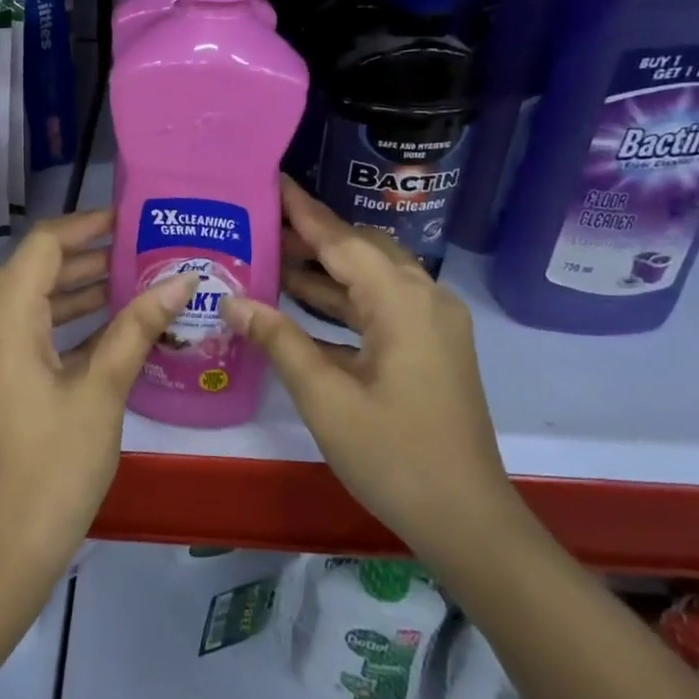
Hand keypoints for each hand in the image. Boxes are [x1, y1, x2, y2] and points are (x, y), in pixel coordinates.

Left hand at [0, 210, 193, 577]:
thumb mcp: (103, 390)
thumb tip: (180, 280)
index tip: (129, 221)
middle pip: (34, 270)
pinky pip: (26, 334)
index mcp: (3, 320)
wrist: (8, 545)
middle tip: (140, 252)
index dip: (86, 226)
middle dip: (87, 258)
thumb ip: (138, 327)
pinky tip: (109, 327)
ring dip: (77, 291)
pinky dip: (63, 324)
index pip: (42, 246)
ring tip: (132, 282)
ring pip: (31, 303)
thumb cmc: (57, 464)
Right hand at [221, 179, 520, 558]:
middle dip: (313, 236)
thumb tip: (232, 300)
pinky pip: (382, 306)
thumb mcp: (325, 397)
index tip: (272, 180)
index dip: (303, 211)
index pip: (342, 240)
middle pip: (362, 250)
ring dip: (327, 269)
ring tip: (272, 256)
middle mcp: (424, 299)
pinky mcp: (432, 347)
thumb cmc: (393, 455)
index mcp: (401, 302)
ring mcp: (433, 324)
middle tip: (261, 223)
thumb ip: (279, 340)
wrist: (466, 518)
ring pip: (373, 278)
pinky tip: (304, 305)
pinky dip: (345, 301)